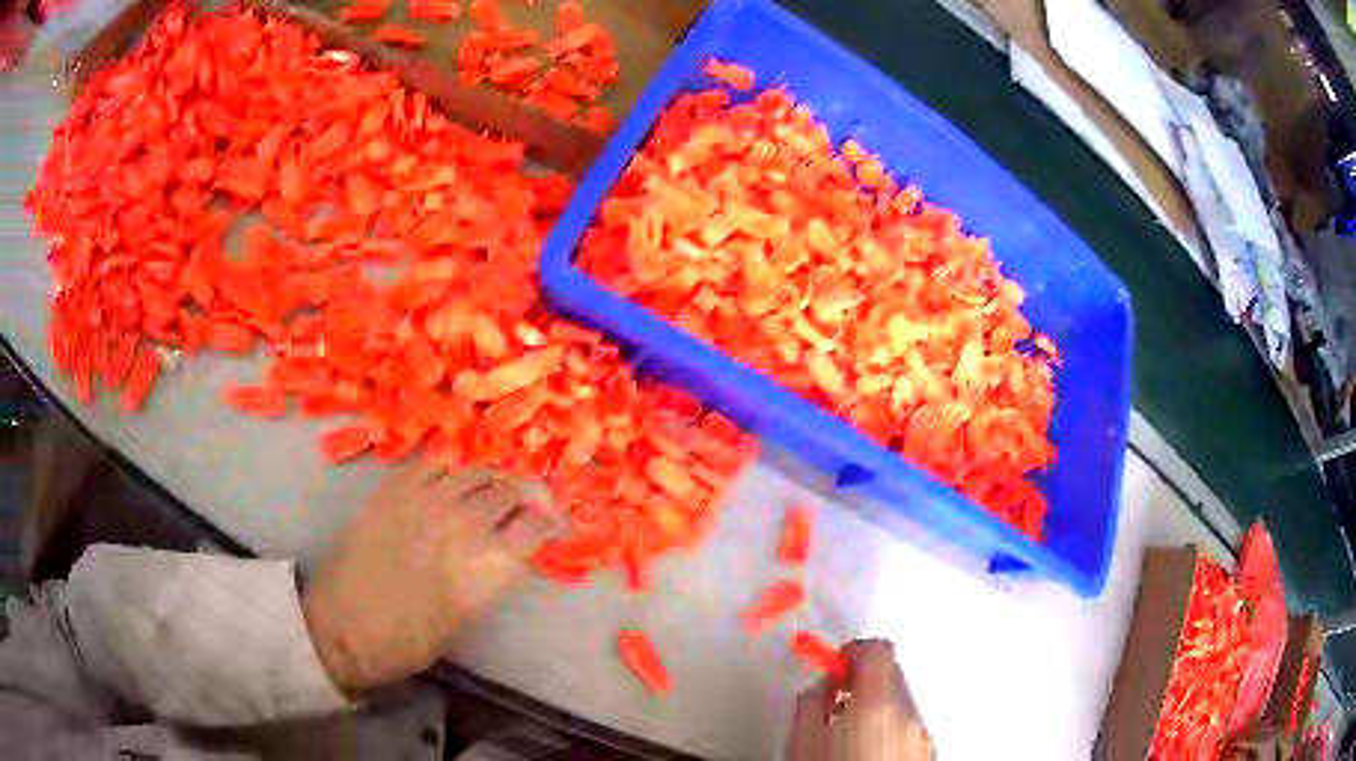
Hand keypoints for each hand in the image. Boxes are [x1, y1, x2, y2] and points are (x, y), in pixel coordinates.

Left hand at [302, 465, 564, 695]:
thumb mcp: (464, 618)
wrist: (342, 627)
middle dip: (527, 499)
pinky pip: (435, 461)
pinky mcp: (395, 489)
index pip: (535, 527)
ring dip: (493, 479)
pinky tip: (455, 477)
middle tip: (527, 508)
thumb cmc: (407, 641)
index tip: (553, 527)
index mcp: (486, 567)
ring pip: (476, 470)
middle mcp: (462, 524)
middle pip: (510, 492)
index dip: (550, 523)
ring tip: (493, 490)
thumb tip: (508, 551)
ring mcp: (426, 499)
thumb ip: (490, 577)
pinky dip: (453, 466)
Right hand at [788, 639, 931, 760]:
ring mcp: (923, 736)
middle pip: (892, 673)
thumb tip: (822, 685)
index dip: (853, 650)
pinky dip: (889, 728)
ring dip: (876, 706)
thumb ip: (810, 703)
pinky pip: (909, 726)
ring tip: (846, 732)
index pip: (877, 649)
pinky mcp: (929, 752)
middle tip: (836, 697)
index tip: (835, 663)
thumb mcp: (801, 744)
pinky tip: (866, 748)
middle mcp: (909, 715)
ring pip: (901, 702)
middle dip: (863, 679)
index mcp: (877, 705)